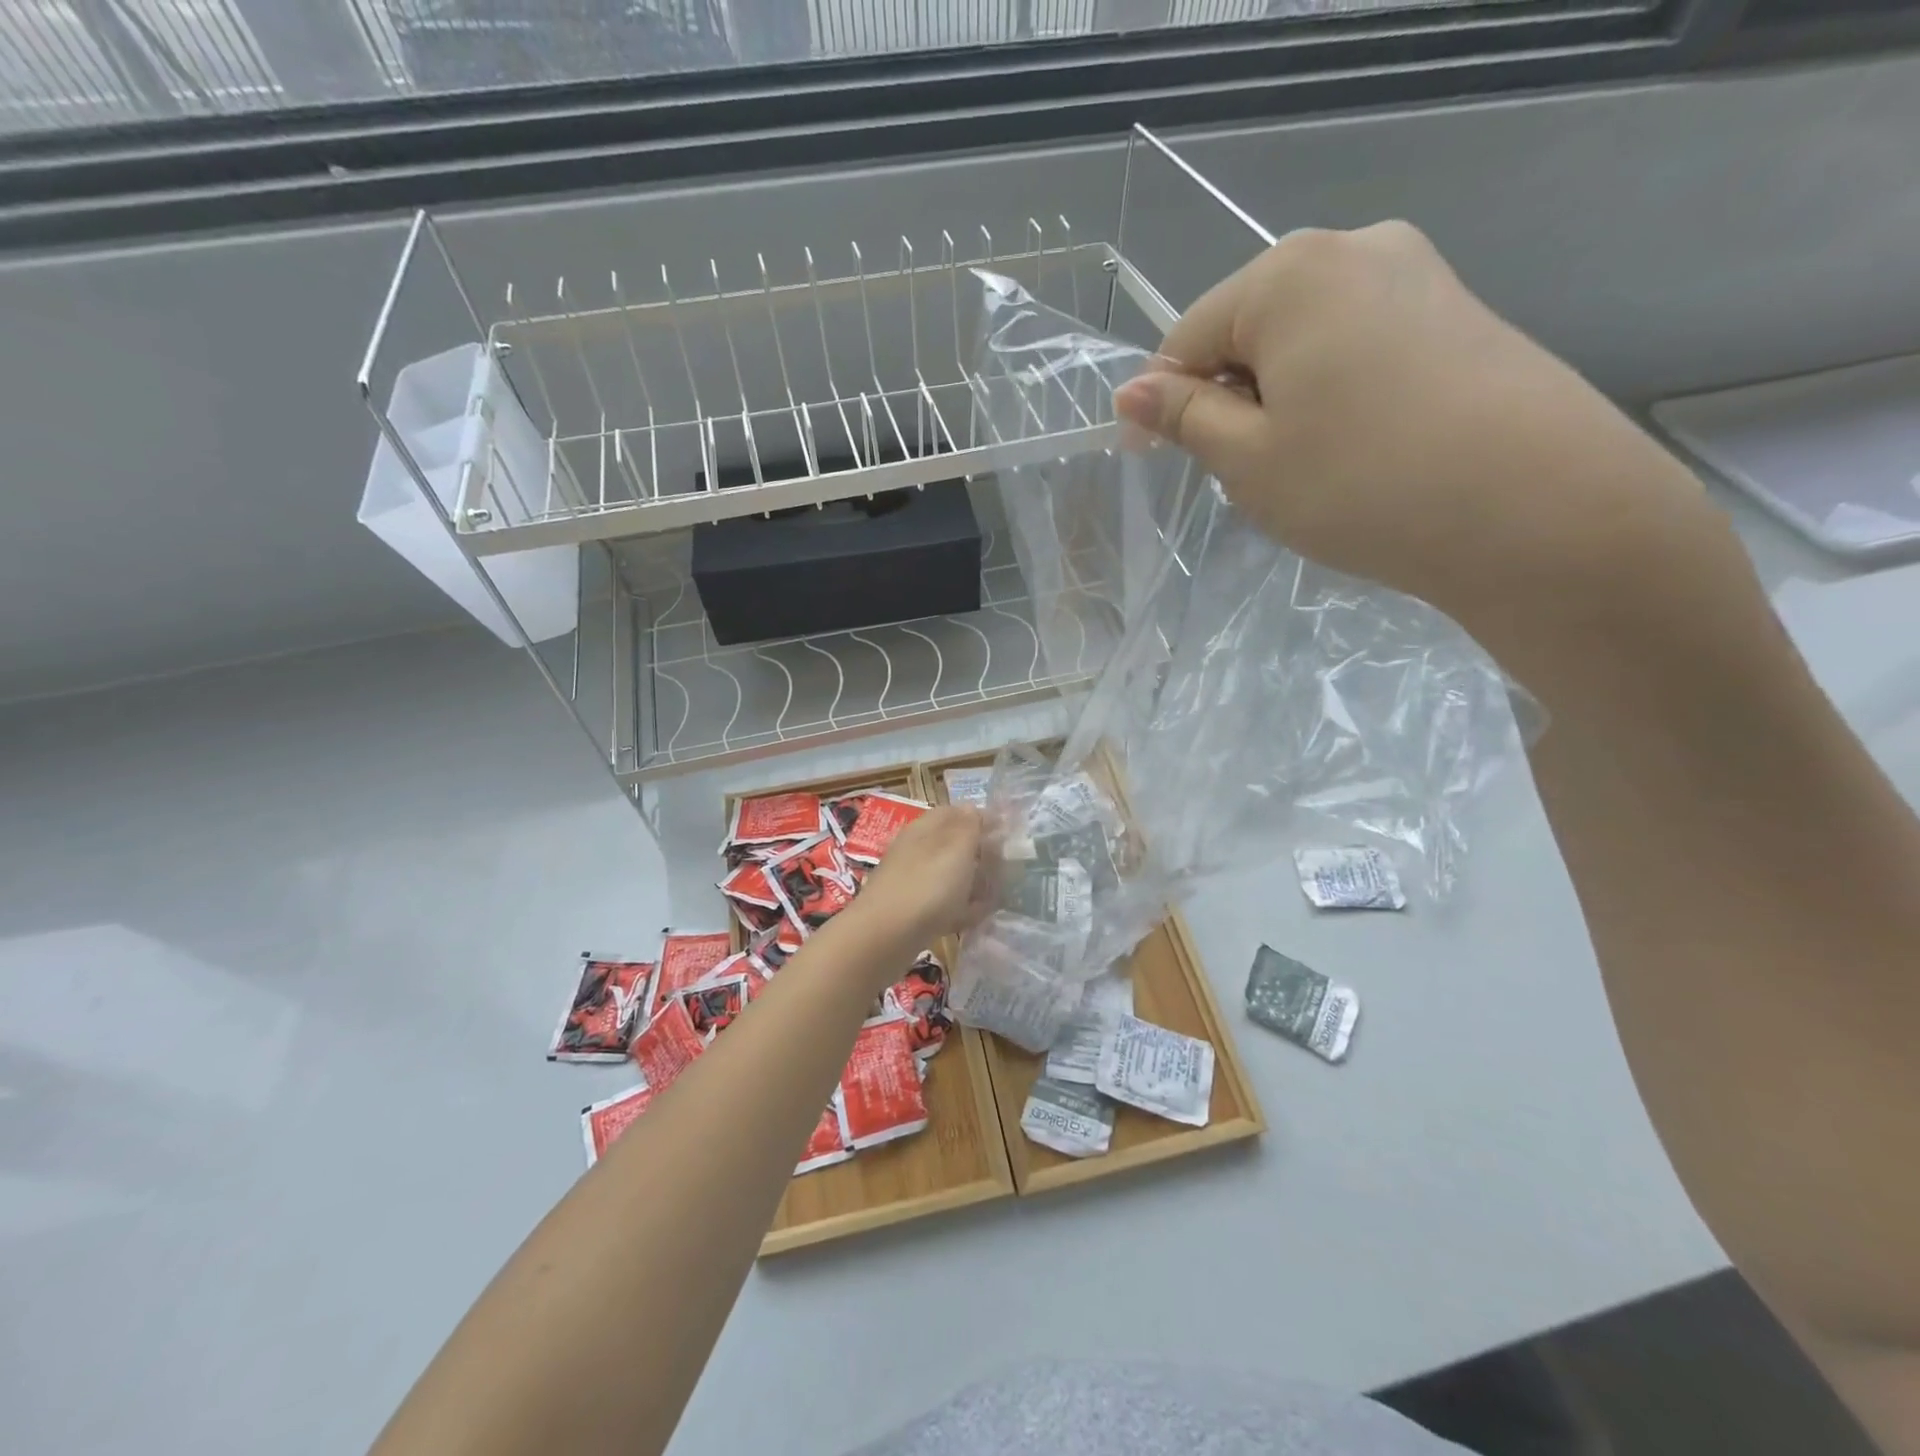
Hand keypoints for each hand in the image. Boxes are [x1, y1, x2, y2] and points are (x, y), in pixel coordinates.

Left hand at [851, 806, 993, 952]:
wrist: (884, 937)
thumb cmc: (927, 886)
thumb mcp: (956, 847)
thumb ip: (969, 825)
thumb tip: (973, 809)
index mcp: (925, 828)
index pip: (956, 813)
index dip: (982, 819)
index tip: (1007, 835)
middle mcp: (916, 850)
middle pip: (953, 845)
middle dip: (980, 855)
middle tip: (1005, 867)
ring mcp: (911, 881)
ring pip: (948, 875)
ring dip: (972, 883)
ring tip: (996, 894)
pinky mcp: (911, 912)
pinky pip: (942, 904)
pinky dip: (960, 908)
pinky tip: (976, 918)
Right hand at [1111, 222, 1700, 642]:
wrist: (1539, 510)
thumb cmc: (1361, 483)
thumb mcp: (1248, 460)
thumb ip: (1185, 417)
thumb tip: (1132, 391)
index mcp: (1290, 275)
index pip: (1189, 336)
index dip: (1160, 402)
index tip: (1148, 460)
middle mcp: (1356, 249)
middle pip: (1251, 331)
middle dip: (1228, 400)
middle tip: (1237, 475)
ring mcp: (1419, 275)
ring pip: (1306, 344)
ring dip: (1279, 404)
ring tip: (1299, 471)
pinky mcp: (1460, 314)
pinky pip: (1359, 350)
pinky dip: (1333, 398)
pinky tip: (1354, 452)